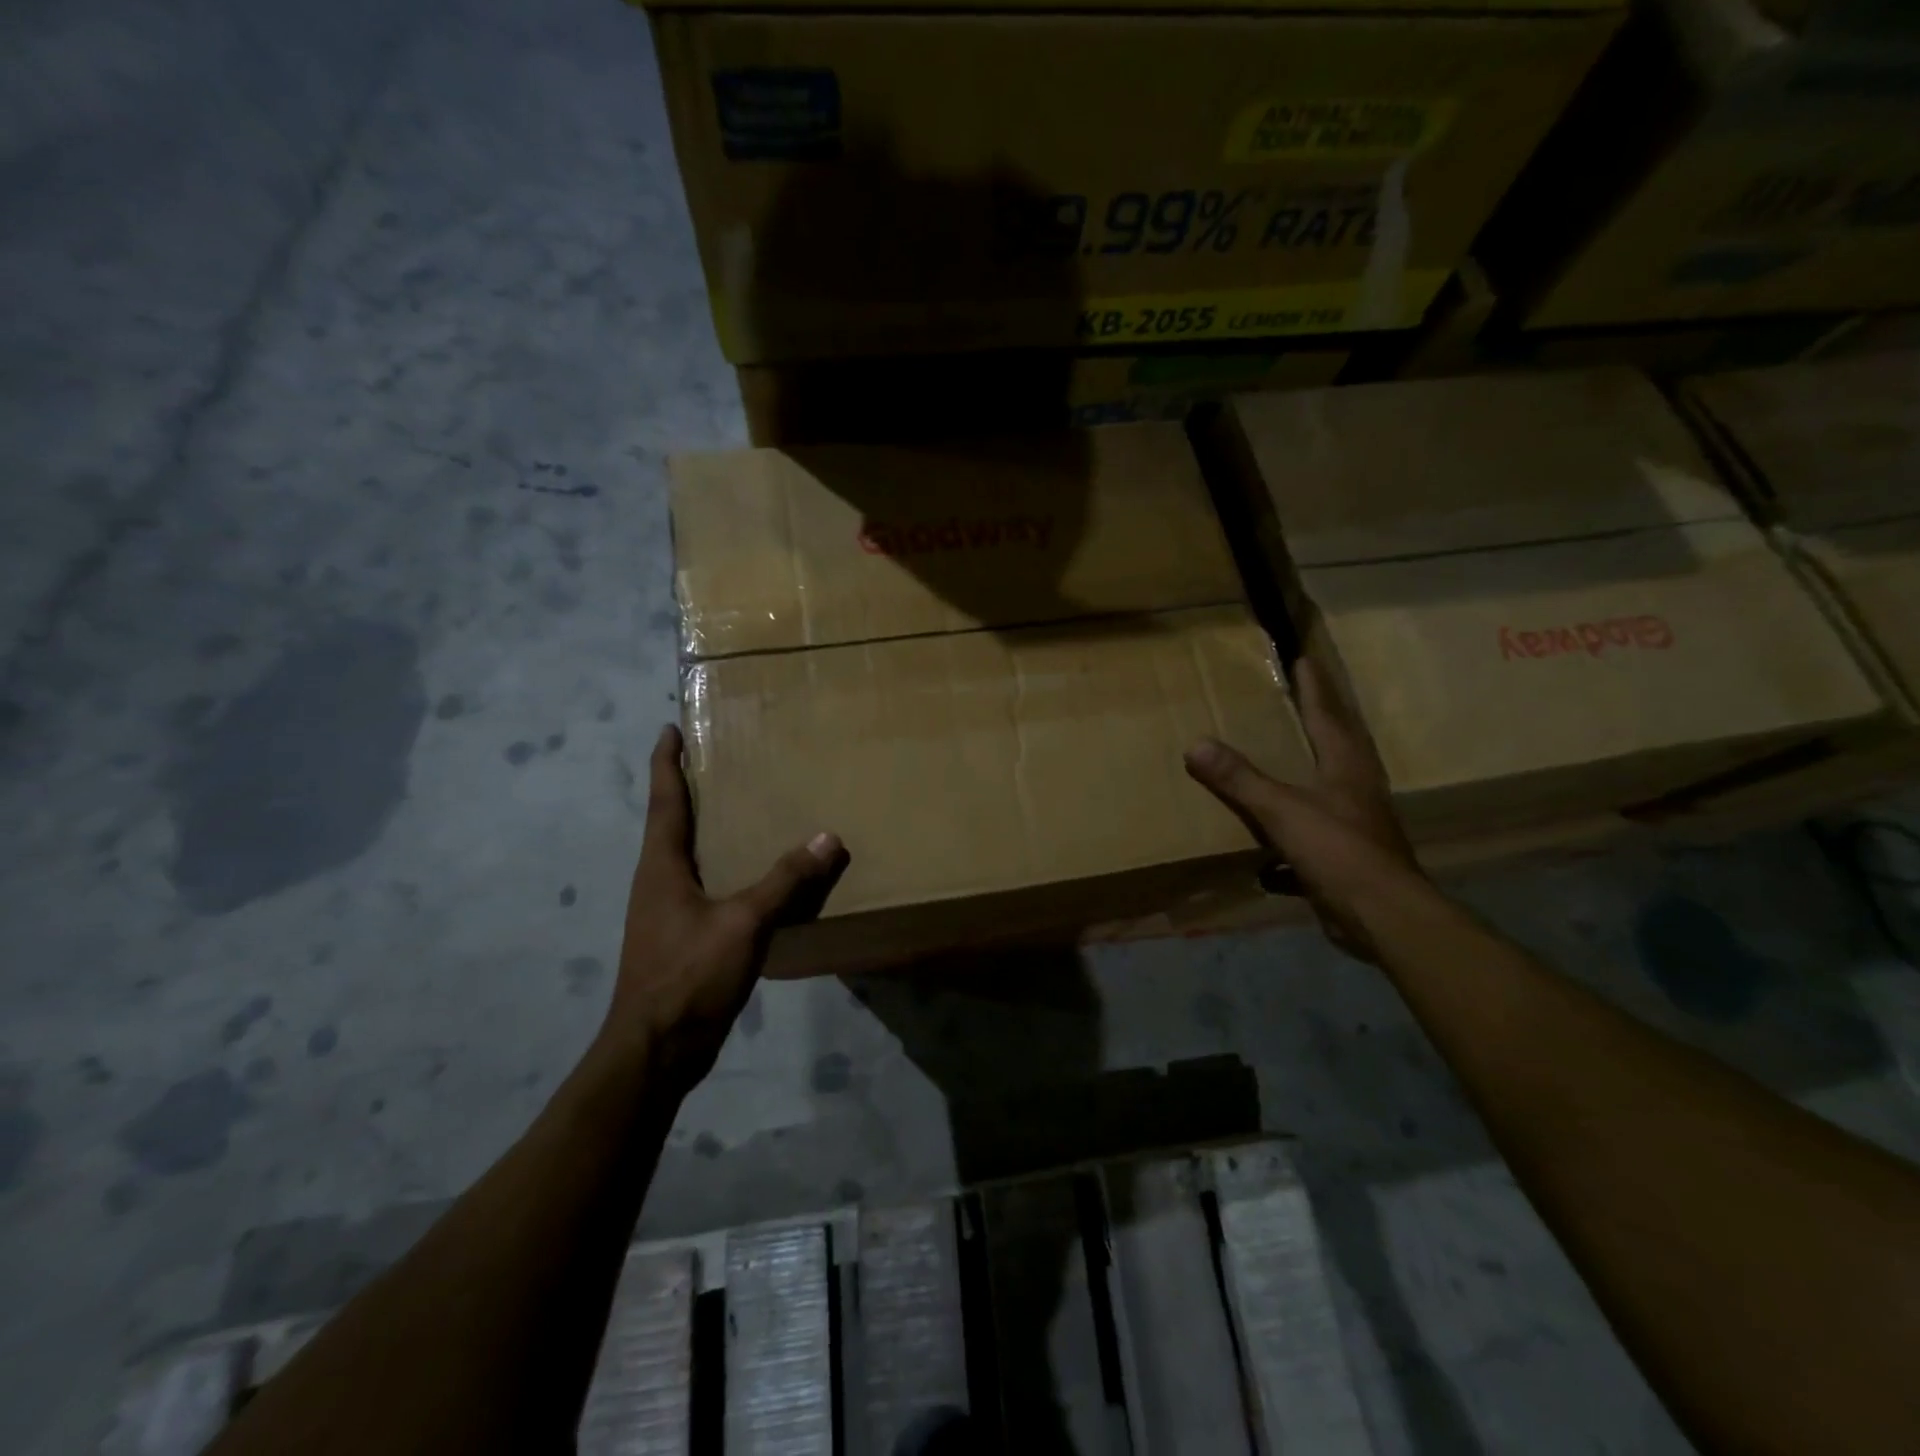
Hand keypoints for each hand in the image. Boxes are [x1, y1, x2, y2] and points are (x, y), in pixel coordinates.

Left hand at [608, 725, 845, 1085]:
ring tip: (741, 810)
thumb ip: (785, 880)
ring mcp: (666, 912)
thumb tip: (827, 838)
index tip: (670, 728)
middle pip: (671, 823)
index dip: (666, 762)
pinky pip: (704, 887)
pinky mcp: (680, 938)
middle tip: (721, 760)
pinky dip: (724, 868)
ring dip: (706, 829)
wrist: (655, 1051)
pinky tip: (752, 875)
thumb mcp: (743, 922)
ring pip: (687, 856)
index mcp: (662, 866)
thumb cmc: (689, 975)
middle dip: (689, 789)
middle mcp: (658, 882)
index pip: (664, 800)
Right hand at [1184, 656, 1425, 960]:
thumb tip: (1196, 744)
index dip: (1314, 688)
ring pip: (1328, 789)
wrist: (1383, 916)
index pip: (1327, 715)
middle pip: (1337, 746)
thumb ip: (1240, 778)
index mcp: (1345, 768)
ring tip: (1285, 762)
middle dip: (1319, 722)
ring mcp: (1355, 825)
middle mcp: (1356, 790)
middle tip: (1298, 701)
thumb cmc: (1338, 851)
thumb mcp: (1281, 811)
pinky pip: (1314, 836)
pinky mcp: (1348, 859)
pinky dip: (1291, 838)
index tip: (1303, 660)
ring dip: (1308, 774)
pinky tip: (1267, 854)